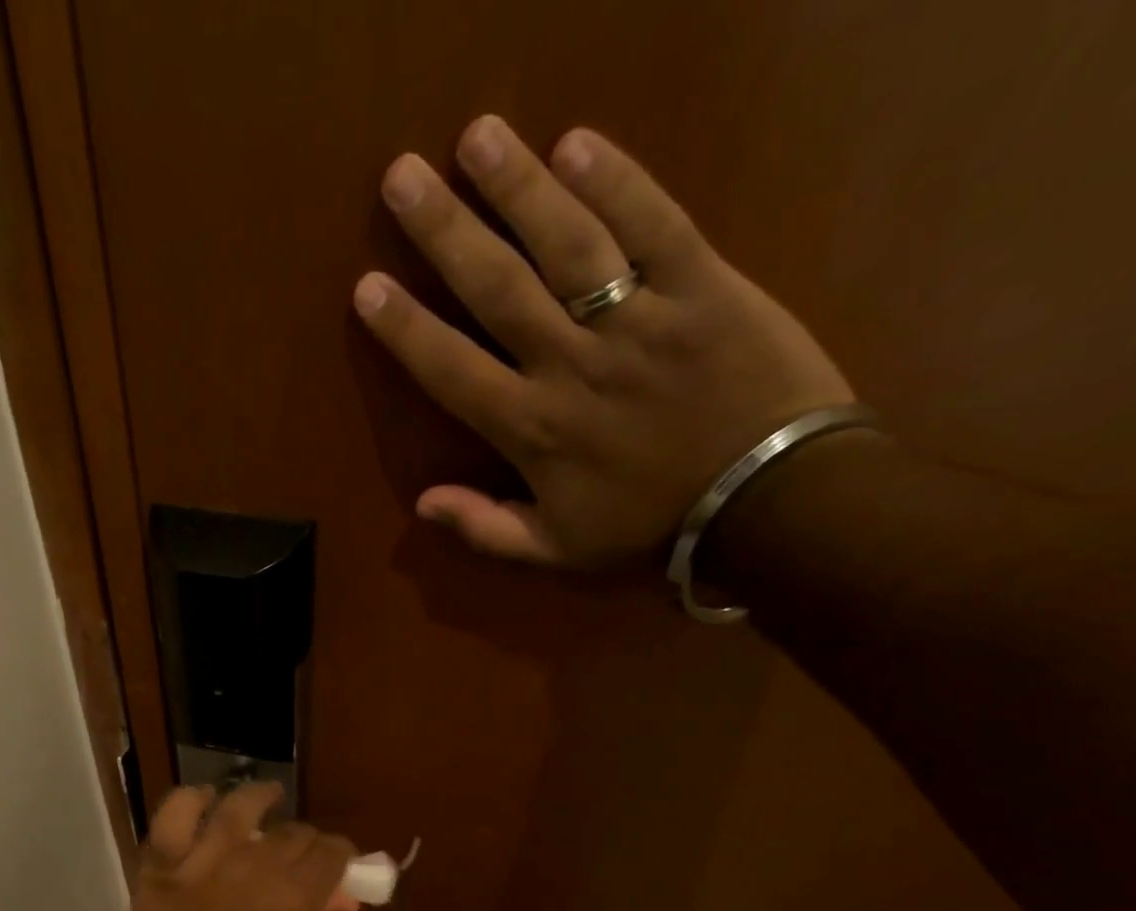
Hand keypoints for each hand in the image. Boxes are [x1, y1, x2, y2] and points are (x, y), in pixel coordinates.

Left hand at [106, 782, 356, 910]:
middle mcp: (253, 868)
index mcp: (292, 900)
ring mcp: (203, 859)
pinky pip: (176, 813)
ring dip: (260, 797)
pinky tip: (206, 798)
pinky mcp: (162, 861)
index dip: (340, 854)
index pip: (331, 853)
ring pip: (240, 807)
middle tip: (300, 852)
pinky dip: (191, 799)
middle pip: (293, 831)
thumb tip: (340, 896)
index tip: (337, 863)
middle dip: (305, 838)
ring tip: (270, 795)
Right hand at [353, 117, 852, 569]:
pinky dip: (619, 181)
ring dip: (519, 186)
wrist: (769, 504)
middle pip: (498, 288)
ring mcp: (640, 320)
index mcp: (534, 430)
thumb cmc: (651, 527)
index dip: (406, 329)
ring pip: (568, 244)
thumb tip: (422, 504)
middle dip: (445, 231)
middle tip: (402, 176)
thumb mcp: (557, 551)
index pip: (453, 370)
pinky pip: (656, 225)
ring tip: (477, 134)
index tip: (367, 286)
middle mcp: (573, 365)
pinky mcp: (705, 287)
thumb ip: (487, 529)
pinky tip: (578, 142)